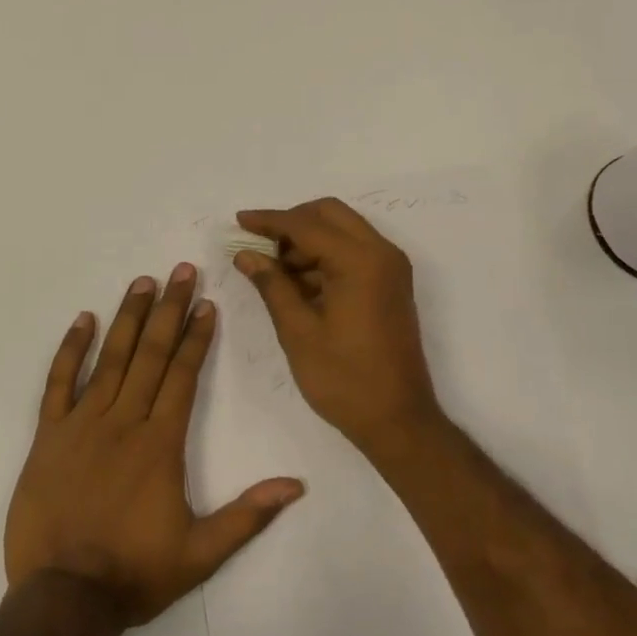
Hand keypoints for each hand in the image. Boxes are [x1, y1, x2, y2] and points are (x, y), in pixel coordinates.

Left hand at [4, 263, 305, 626]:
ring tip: (142, 282)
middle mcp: (124, 421)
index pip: (182, 374)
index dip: (195, 336)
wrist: (63, 597)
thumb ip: (248, 515)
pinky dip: (71, 349)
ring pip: (110, 358)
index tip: (205, 303)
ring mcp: (82, 424)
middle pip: (151, 353)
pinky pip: (59, 382)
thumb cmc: (135, 573)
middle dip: (168, 309)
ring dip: (128, 317)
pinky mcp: (49, 435)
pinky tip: (84, 320)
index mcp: (160, 442)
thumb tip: (296, 485)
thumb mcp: (201, 553)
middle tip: (180, 270)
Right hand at [232, 199, 442, 453]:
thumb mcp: (298, 331)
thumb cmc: (344, 379)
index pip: (306, 224)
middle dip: (291, 223)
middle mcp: (382, 253)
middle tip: (259, 246)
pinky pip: (354, 252)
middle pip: (330, 214)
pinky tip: (298, 284)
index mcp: (360, 261)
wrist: (398, 421)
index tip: (238, 221)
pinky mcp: (391, 284)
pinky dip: (325, 257)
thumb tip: (245, 254)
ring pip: (343, 230)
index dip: (269, 221)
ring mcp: (391, 268)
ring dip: (308, 240)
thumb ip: (271, 284)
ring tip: (274, 272)